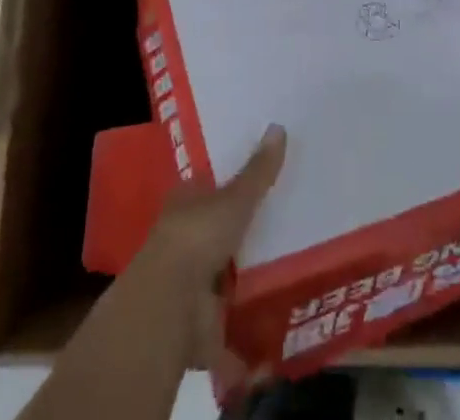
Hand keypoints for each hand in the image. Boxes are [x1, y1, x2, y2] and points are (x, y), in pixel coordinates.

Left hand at [127, 124, 285, 387]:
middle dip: (243, 233)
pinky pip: (230, 323)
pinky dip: (248, 332)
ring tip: (289, 273)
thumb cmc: (198, 236)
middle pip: (218, 230)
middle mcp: (184, 238)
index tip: (260, 181)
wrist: (170, 305)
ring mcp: (191, 282)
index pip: (209, 185)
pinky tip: (276, 327)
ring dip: (246, 279)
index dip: (231, 183)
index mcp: (186, 202)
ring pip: (224, 274)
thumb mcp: (234, 198)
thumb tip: (279, 126)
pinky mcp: (201, 321)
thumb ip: (258, 170)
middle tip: (285, 225)